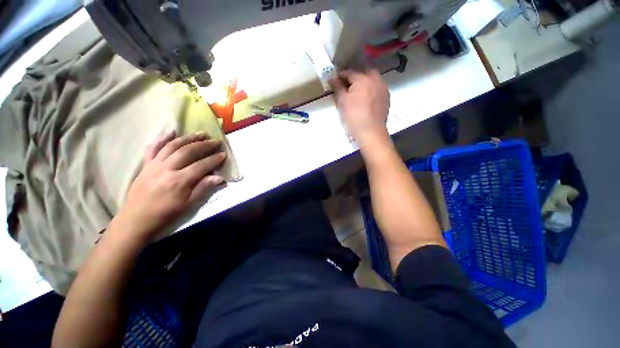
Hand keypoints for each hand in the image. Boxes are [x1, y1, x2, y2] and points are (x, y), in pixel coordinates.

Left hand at [116, 130, 226, 241]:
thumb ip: (203, 189)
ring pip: (172, 146)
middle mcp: (167, 169)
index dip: (214, 159)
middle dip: (204, 145)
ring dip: (188, 138)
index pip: (201, 165)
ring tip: (200, 133)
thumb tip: (219, 177)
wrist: (136, 219)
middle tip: (215, 141)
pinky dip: (162, 138)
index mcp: (179, 181)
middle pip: (188, 152)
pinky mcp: (146, 165)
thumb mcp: (188, 205)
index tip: (224, 154)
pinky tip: (170, 131)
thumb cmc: (165, 214)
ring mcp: (154, 165)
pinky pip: (153, 148)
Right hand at [329, 70, 389, 142]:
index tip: (334, 80)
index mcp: (362, 79)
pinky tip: (367, 99)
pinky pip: (378, 88)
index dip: (340, 76)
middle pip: (364, 73)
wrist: (371, 131)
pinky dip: (371, 90)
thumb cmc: (354, 116)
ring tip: (357, 93)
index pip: (349, 73)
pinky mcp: (387, 98)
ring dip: (364, 83)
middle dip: (355, 77)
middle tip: (347, 86)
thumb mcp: (342, 102)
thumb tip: (331, 79)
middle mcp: (375, 79)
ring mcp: (383, 88)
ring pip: (372, 80)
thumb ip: (337, 88)